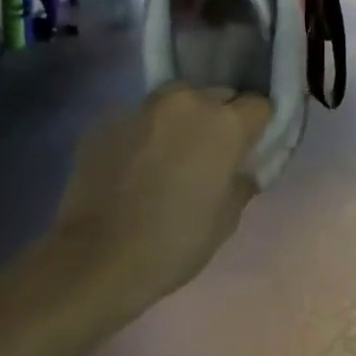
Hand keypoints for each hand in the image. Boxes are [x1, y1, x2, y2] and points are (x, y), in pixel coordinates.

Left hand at [47, 84, 270, 309]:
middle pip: (217, 95)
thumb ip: (242, 179)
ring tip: (169, 156)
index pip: (259, 105)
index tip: (248, 150)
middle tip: (209, 156)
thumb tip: (242, 168)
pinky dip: (144, 134)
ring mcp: (142, 106)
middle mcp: (186, 102)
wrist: (96, 259)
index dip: (257, 127)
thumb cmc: (175, 242)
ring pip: (176, 101)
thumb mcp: (227, 218)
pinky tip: (134, 167)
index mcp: (225, 123)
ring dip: (181, 120)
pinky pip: (140, 118)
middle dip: (219, 118)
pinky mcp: (106, 119)